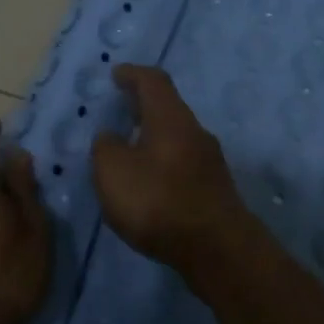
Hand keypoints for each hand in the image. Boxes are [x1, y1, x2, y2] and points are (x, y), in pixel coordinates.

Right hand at [90, 65, 244, 271]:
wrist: (217, 248)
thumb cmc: (159, 200)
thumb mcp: (113, 171)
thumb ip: (106, 148)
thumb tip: (111, 138)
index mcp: (170, 117)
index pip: (153, 81)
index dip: (133, 74)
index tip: (117, 74)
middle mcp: (195, 130)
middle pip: (168, 107)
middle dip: (143, 106)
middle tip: (121, 109)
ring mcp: (210, 160)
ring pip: (177, 136)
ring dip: (154, 136)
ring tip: (131, 148)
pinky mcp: (215, 188)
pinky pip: (183, 162)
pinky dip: (164, 161)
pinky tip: (150, 181)